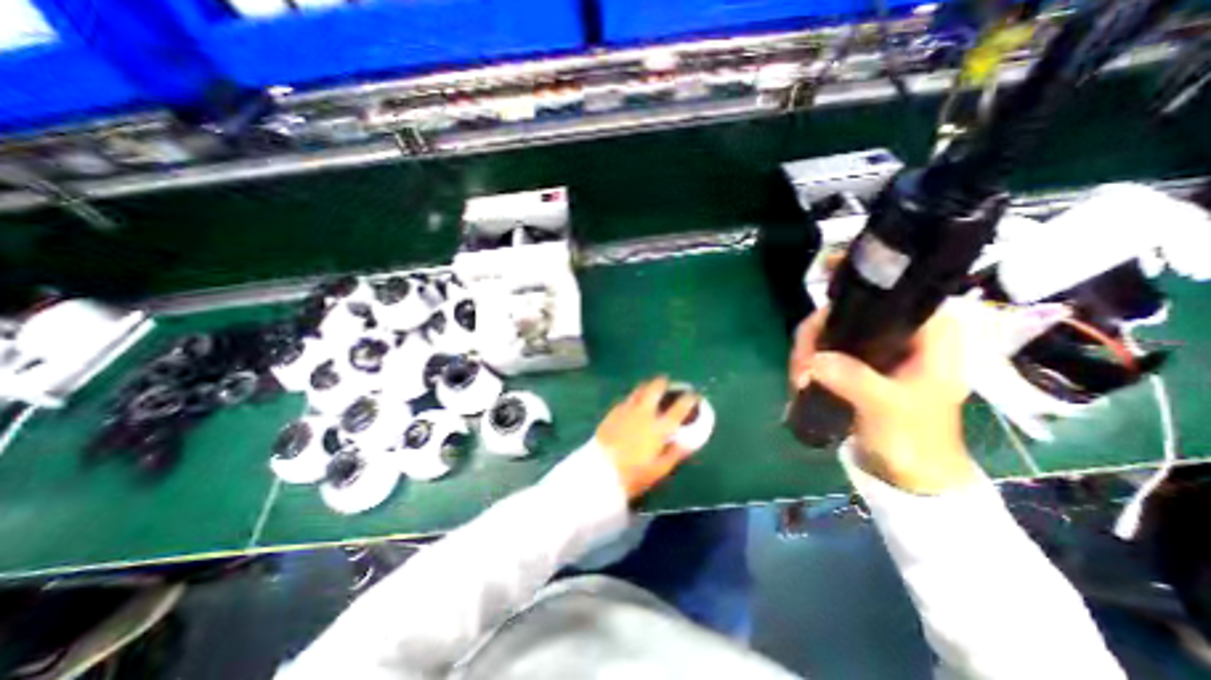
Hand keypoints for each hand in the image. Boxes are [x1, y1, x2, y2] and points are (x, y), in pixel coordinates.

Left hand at [596, 379, 700, 499]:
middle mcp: (645, 413)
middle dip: (664, 382)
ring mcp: (627, 410)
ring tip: (651, 387)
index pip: (680, 407)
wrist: (600, 471)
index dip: (690, 398)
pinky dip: (634, 396)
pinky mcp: (613, 412)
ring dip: (648, 386)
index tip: (694, 395)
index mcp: (659, 427)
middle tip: (668, 383)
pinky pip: (627, 398)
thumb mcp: (660, 469)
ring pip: (639, 389)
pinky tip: (633, 402)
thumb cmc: (634, 474)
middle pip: (656, 388)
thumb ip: (676, 453)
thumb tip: (689, 441)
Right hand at [792, 307, 978, 493]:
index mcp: (929, 333)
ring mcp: (876, 349)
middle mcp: (901, 333)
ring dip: (807, 353)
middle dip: (815, 337)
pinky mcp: (857, 364)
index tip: (815, 329)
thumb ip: (855, 380)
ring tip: (798, 380)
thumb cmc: (915, 440)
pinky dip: (808, 362)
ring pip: (829, 332)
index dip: (847, 303)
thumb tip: (812, 360)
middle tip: (801, 366)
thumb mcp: (888, 408)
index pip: (884, 296)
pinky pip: (823, 349)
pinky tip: (801, 379)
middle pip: (846, 313)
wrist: (910, 474)